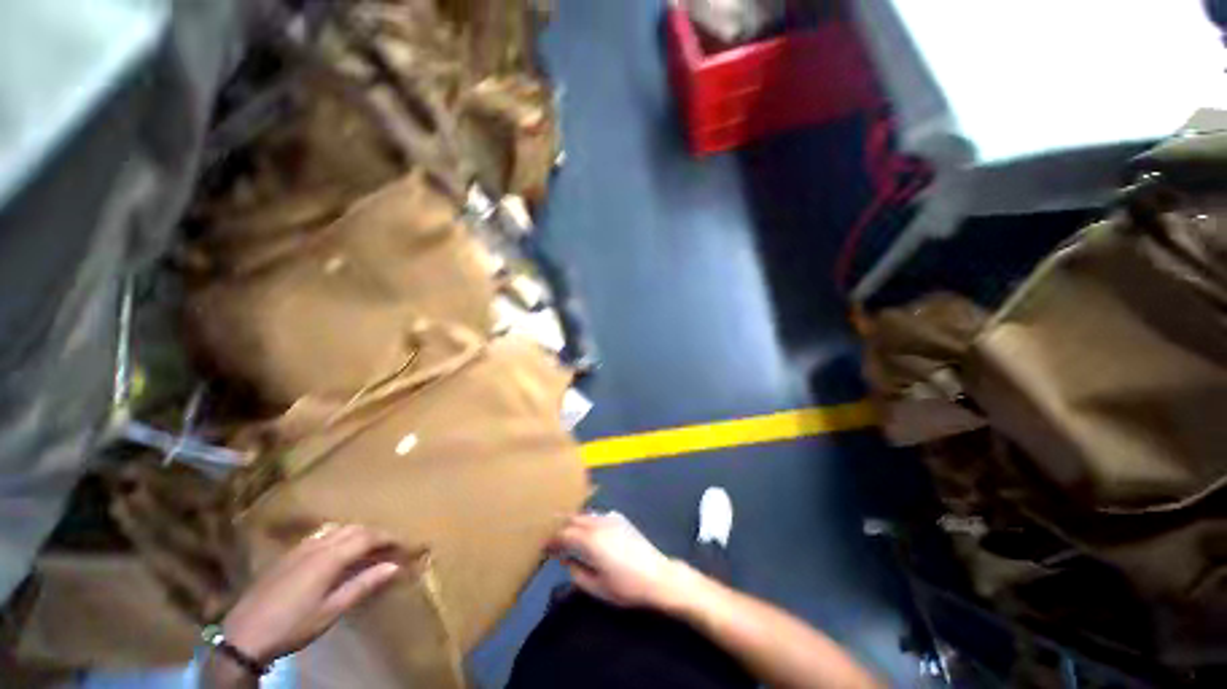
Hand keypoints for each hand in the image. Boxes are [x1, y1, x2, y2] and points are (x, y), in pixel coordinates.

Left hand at [221, 524, 409, 663]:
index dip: (390, 538)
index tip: (406, 545)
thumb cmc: (292, 625)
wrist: (244, 634)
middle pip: (355, 529)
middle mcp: (317, 545)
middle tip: (391, 548)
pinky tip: (339, 554)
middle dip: (376, 534)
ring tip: (369, 549)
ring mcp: (300, 548)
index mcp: (329, 557)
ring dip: (358, 534)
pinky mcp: (289, 555)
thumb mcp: (331, 611)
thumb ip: (363, 585)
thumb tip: (395, 567)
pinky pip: (323, 536)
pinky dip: (340, 538)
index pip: (368, 537)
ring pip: (338, 529)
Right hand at [548, 512, 684, 609]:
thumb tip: (566, 559)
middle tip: (553, 539)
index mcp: (590, 541)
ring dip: (574, 522)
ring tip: (568, 534)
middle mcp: (598, 524)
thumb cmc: (626, 586)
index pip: (564, 534)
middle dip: (561, 527)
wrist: (657, 576)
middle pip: (573, 519)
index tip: (544, 547)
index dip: (552, 539)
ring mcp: (611, 518)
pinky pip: (598, 515)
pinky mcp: (621, 519)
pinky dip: (588, 520)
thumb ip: (576, 572)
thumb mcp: (597, 587)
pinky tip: (589, 531)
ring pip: (585, 515)